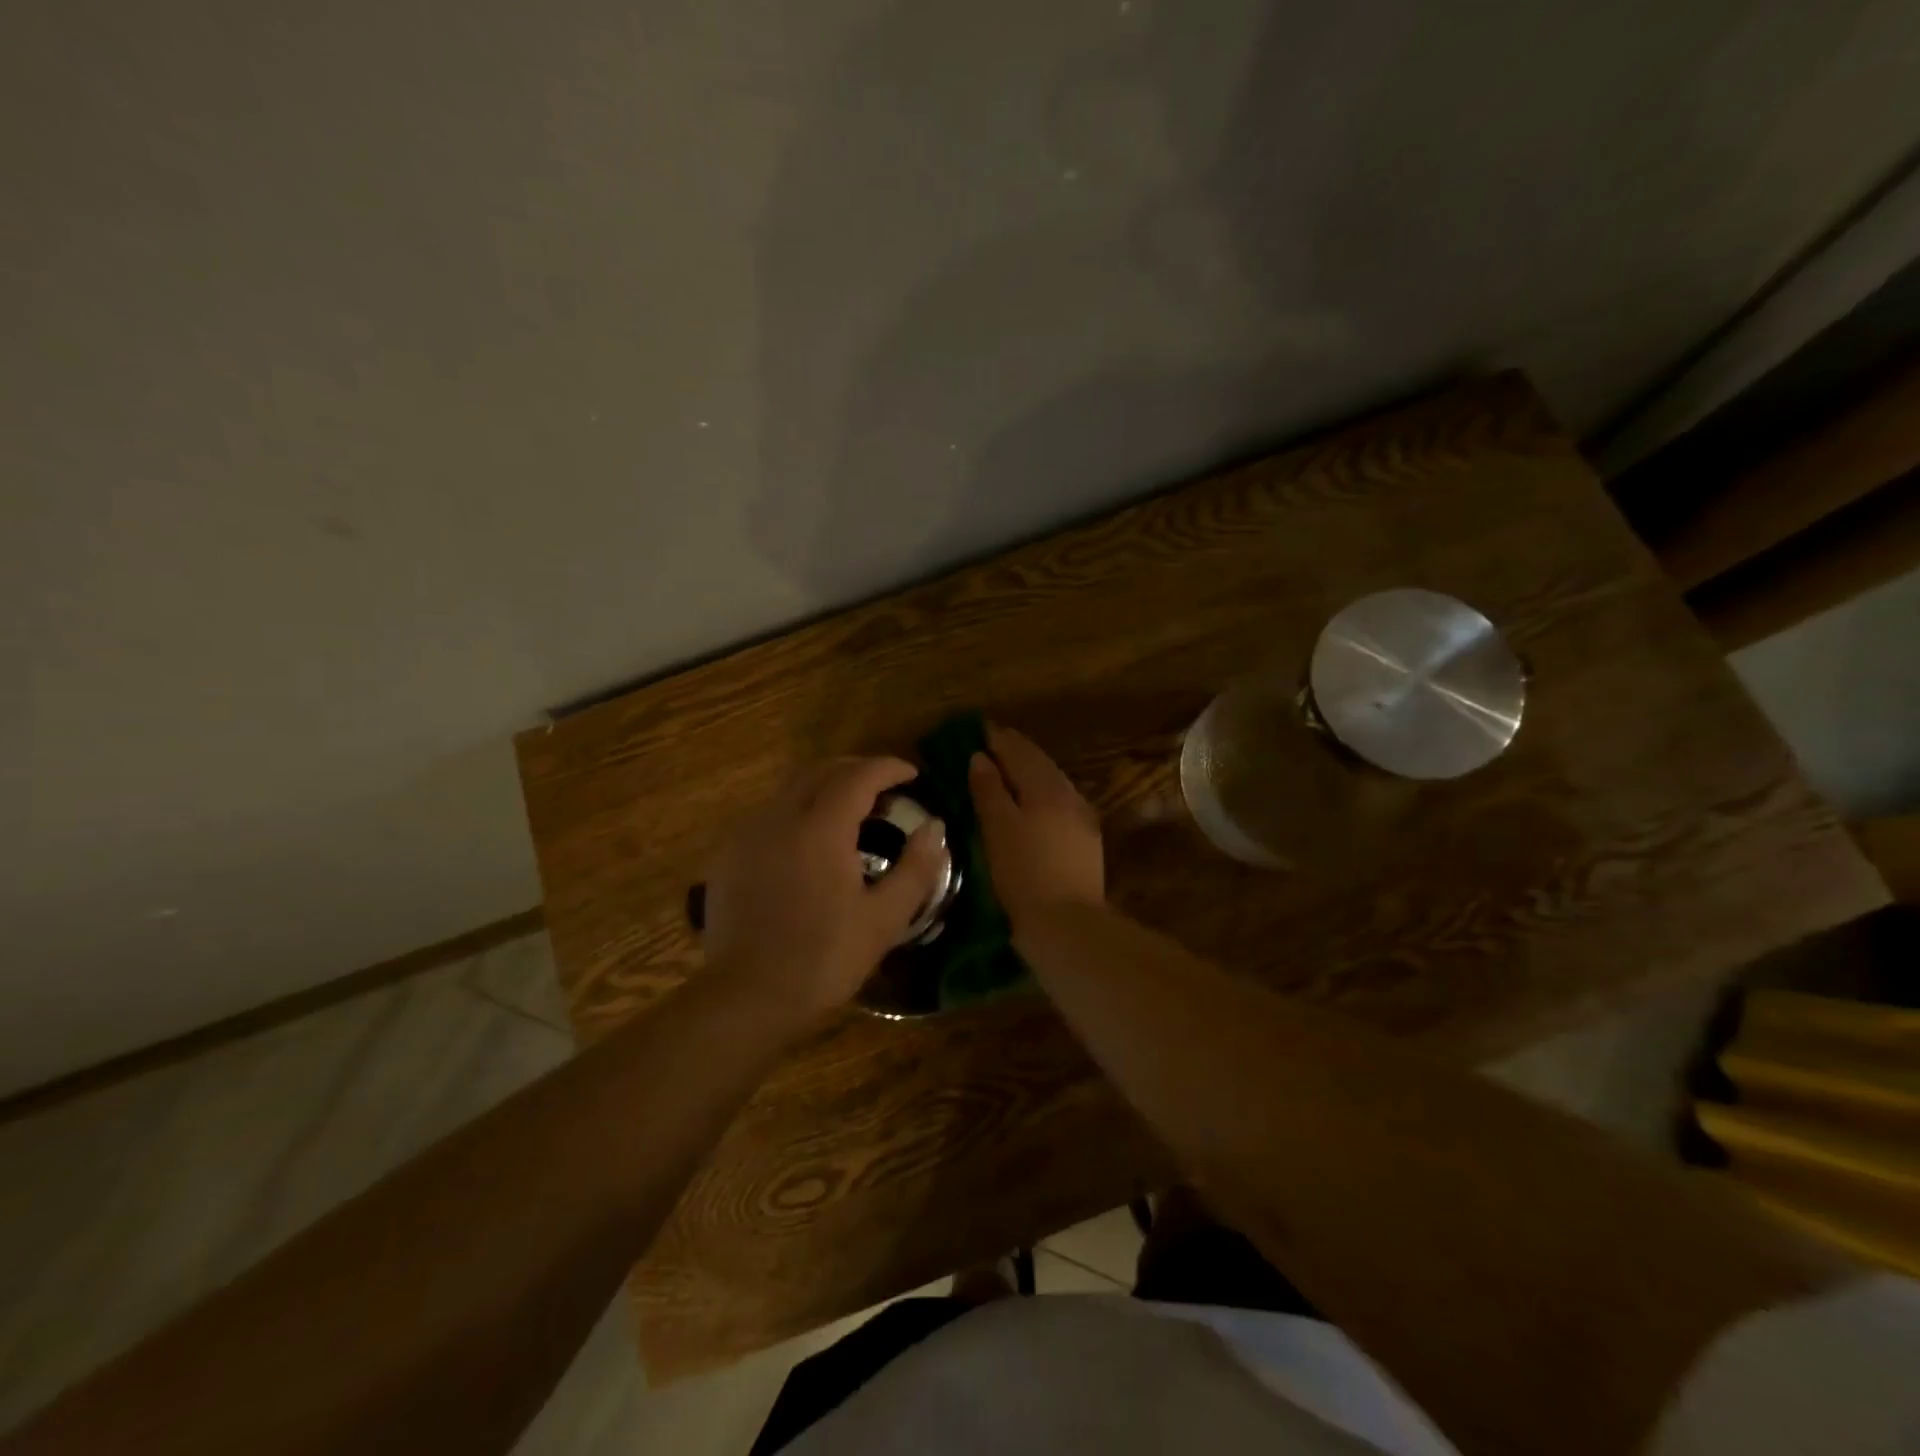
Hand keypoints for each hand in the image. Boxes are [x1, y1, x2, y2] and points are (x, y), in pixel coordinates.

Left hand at [702, 757, 946, 1020]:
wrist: (745, 997)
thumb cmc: (823, 959)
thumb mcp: (883, 920)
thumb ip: (916, 868)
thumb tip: (935, 828)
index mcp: (821, 828)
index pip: (859, 776)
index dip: (888, 768)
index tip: (912, 775)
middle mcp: (780, 817)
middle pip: (821, 771)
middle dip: (856, 769)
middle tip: (884, 788)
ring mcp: (748, 834)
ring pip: (791, 789)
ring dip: (825, 787)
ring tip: (849, 811)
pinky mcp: (729, 855)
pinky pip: (769, 814)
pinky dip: (797, 810)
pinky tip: (808, 841)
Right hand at [968, 724, 1104, 927]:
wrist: (1067, 925)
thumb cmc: (1024, 874)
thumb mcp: (998, 829)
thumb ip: (989, 790)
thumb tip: (980, 757)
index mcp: (1047, 787)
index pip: (1020, 751)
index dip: (999, 739)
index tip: (979, 729)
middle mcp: (1069, 795)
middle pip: (1040, 763)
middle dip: (1015, 751)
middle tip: (991, 744)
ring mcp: (1082, 819)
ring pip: (1052, 783)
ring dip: (1029, 772)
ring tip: (1006, 770)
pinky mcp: (1085, 842)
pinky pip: (1059, 803)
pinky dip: (1040, 794)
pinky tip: (1030, 804)